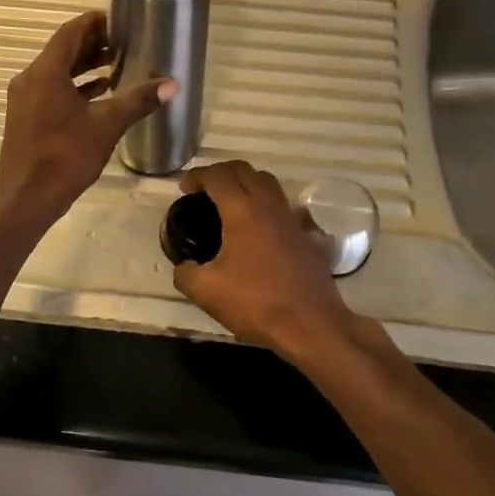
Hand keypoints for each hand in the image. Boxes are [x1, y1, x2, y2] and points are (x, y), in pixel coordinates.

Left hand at [0, 11, 171, 235]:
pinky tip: (99, 94)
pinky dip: (74, 87)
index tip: (121, 20)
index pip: (71, 31)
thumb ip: (137, 101)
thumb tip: (171, 84)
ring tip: (118, 65)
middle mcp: (30, 78)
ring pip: (57, 71)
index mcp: (46, 72)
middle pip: (63, 50)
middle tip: (125, 42)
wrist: (25, 199)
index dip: (96, 22)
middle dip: (94, 44)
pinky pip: (52, 90)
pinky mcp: (25, 117)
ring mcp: (25, 99)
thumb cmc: (65, 157)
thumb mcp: (106, 126)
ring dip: (85, 66)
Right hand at [171, 161, 360, 357]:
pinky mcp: (307, 237)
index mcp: (242, 211)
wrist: (310, 325)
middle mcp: (269, 206)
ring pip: (269, 184)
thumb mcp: (206, 291)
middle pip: (245, 170)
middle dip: (222, 172)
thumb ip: (186, 274)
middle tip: (205, 189)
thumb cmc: (256, 302)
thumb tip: (184, 267)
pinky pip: (283, 208)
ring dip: (247, 184)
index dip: (197, 176)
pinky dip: (266, 207)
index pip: (217, 176)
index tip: (184, 187)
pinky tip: (259, 231)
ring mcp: (292, 220)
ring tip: (231, 204)